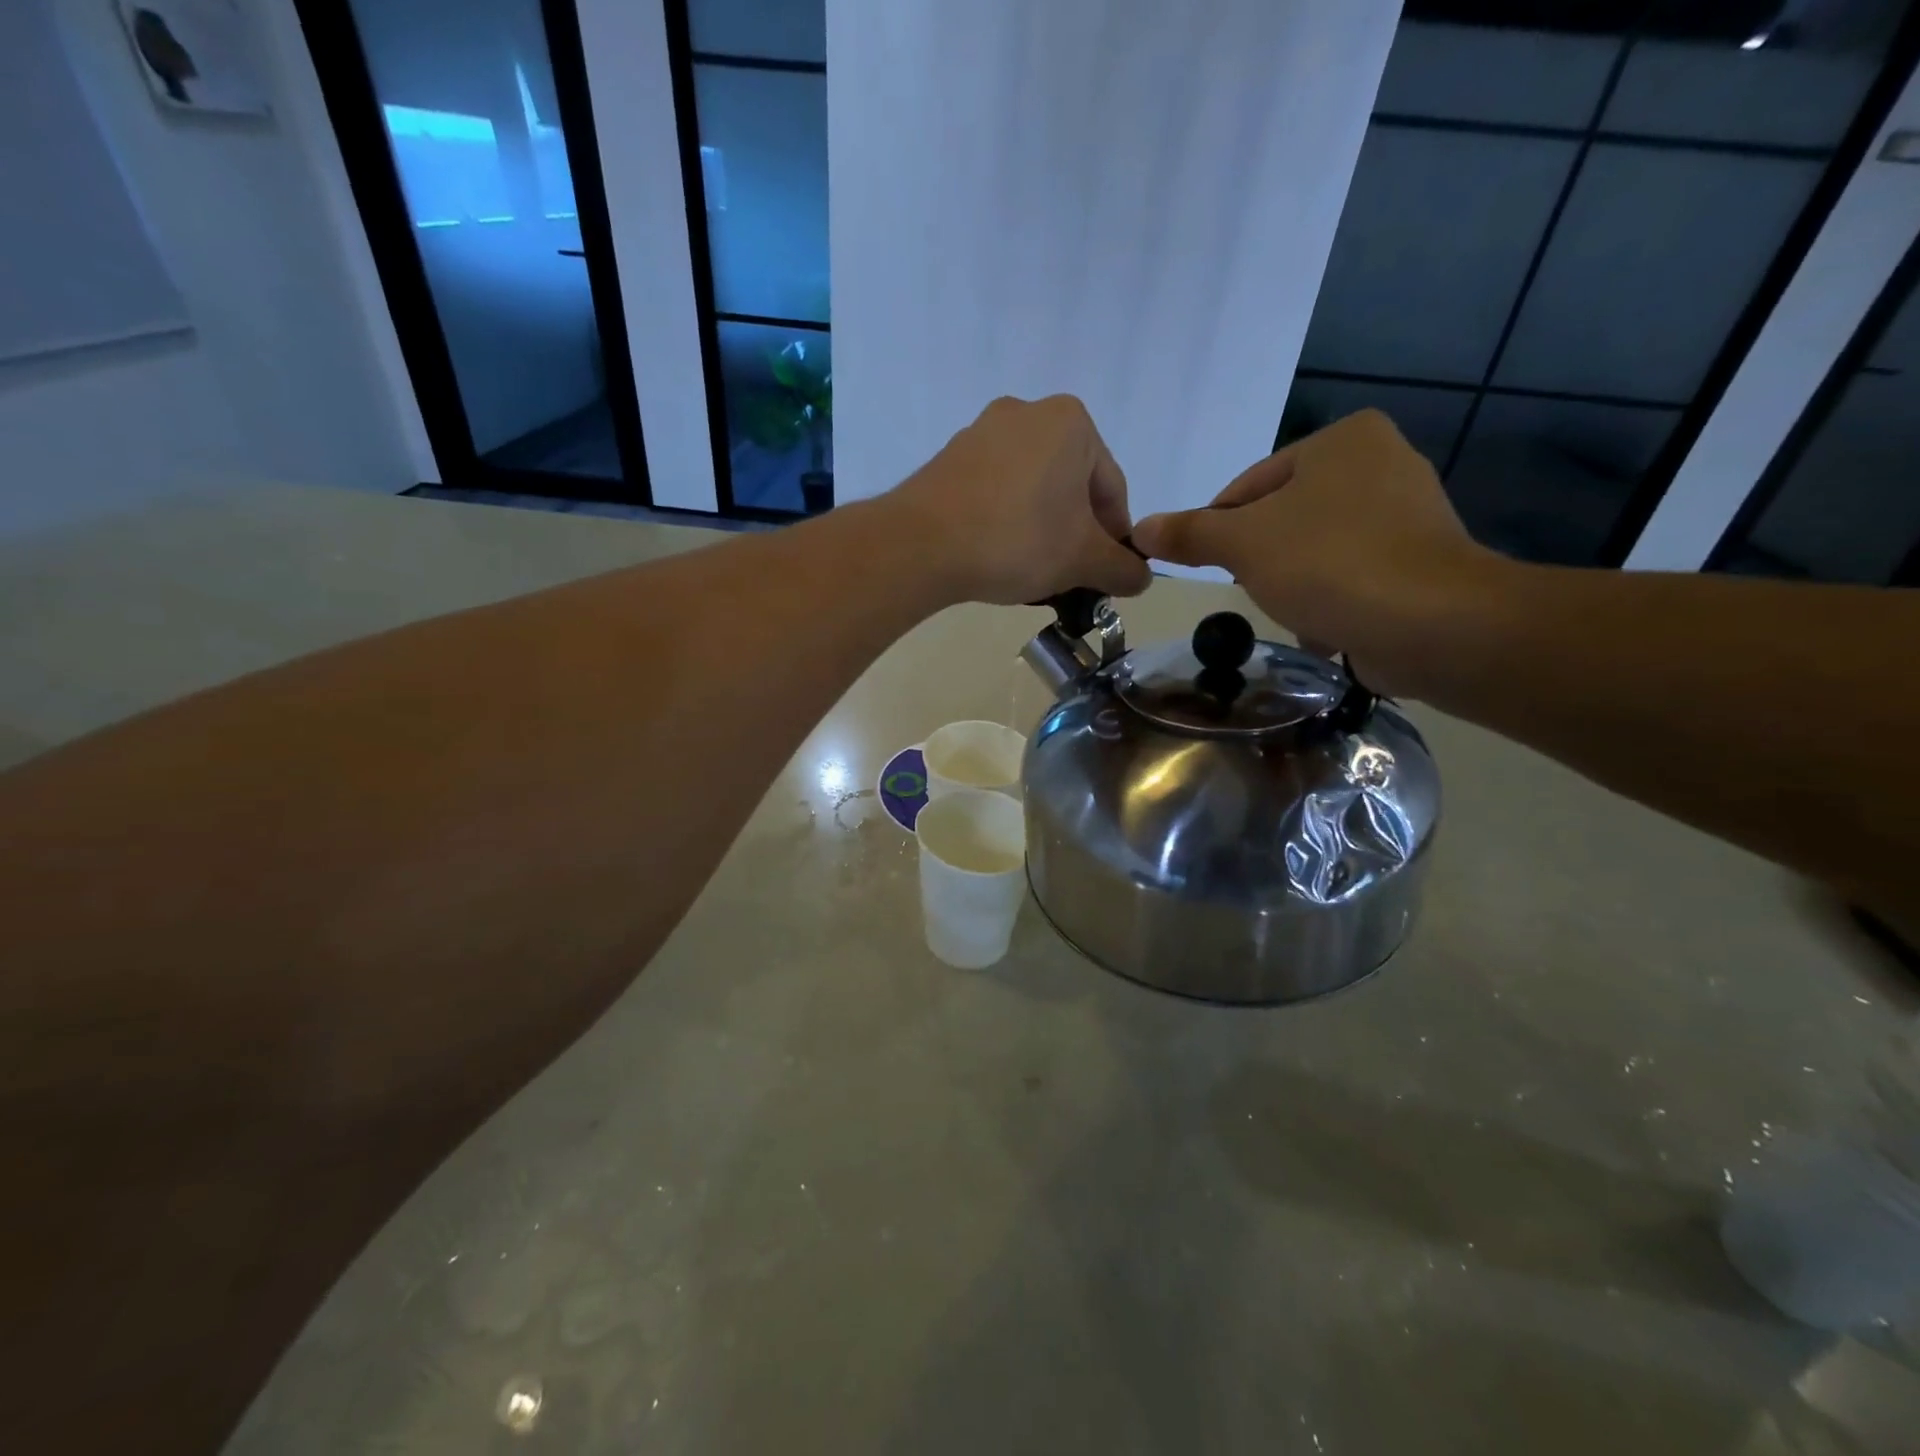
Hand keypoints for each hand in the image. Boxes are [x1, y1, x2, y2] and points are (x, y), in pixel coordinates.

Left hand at [893, 395, 1151, 605]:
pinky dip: (1005, 521)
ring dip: (1041, 528)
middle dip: (1075, 532)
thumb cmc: (1017, 540)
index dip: (1115, 538)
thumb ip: (1121, 568)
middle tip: (1071, 575)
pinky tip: (998, 555)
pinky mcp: (949, 459)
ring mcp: (981, 433)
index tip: (1106, 574)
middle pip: (1070, 485)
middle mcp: (1027, 412)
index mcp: (1071, 422)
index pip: (1111, 488)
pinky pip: (994, 492)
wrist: (921, 545)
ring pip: (1031, 489)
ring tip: (1034, 571)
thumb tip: (1141, 579)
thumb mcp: (1082, 560)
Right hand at [1130, 409, 1497, 691]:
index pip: (1249, 485)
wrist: (1432, 624)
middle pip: (1284, 516)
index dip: (1217, 529)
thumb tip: (1140, 530)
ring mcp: (1411, 513)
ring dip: (1293, 582)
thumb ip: (1189, 534)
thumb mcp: (1242, 544)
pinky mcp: (1424, 561)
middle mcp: (1384, 462)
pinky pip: (1354, 575)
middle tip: (1249, 591)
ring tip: (1288, 611)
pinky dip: (1332, 598)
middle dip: (1259, 559)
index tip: (1205, 568)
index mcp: (1343, 440)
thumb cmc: (1329, 564)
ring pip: (1316, 549)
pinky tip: (1323, 625)